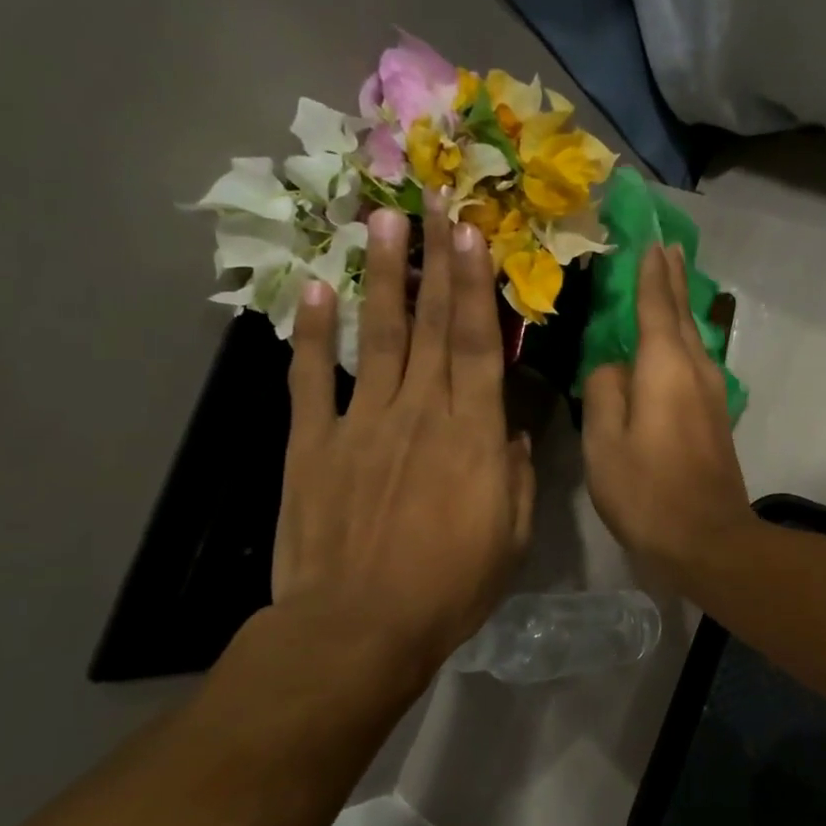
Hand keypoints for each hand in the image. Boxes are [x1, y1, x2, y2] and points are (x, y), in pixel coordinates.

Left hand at [273, 202, 533, 695]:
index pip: (480, 344)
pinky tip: (316, 290)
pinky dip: (311, 334)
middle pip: (433, 325)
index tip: (474, 233)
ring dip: (384, 277)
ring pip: (378, 337)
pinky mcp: (312, 444)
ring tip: (383, 220)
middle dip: (436, 259)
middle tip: (435, 199)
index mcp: (473, 434)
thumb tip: (510, 427)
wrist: (361, 626)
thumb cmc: (452, 585)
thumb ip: (514, 472)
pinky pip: (311, 379)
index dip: (477, 285)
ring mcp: (360, 423)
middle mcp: (419, 412)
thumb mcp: (512, 534)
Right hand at [583, 244, 753, 584]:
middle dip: (672, 280)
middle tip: (666, 247)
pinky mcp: (715, 417)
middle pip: (680, 315)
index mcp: (664, 367)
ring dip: (679, 308)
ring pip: (691, 338)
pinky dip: (681, 341)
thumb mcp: (604, 442)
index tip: (650, 240)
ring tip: (669, 283)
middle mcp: (695, 370)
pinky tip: (672, 344)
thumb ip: (603, 391)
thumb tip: (612, 366)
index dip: (650, 272)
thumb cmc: (647, 491)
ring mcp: (711, 394)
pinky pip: (694, 363)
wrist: (707, 538)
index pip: (655, 305)